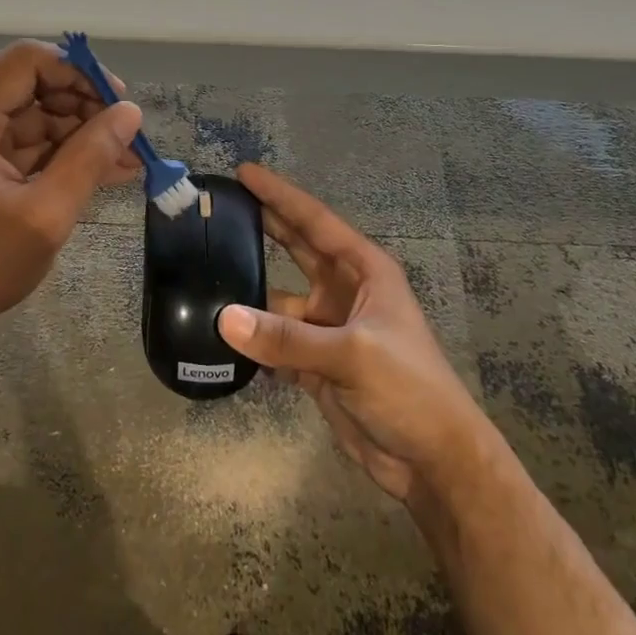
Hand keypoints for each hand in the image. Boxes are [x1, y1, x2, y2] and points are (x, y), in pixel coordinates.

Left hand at [0, 40, 142, 369]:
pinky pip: (15, 145)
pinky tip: (95, 173)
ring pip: (27, 118)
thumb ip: (91, 158)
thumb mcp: (45, 215)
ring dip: (75, 137)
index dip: (80, 73)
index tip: (120, 104)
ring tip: (125, 162)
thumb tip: (130, 113)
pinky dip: (53, 157)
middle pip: (29, 87)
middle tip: (128, 142)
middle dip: (83, 110)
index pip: (29, 60)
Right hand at [216, 164, 497, 506]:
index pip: (315, 222)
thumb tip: (224, 318)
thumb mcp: (353, 354)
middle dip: (263, 227)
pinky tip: (218, 334)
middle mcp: (344, 291)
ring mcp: (328, 329)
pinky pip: (275, 342)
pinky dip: (251, 340)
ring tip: (202, 275)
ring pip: (279, 301)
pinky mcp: (315, 365)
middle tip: (220, 208)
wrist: (433, 461)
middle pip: (296, 249)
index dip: (280, 196)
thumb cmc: (409, 389)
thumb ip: (287, 338)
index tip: (243, 172)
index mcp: (365, 271)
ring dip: (248, 294)